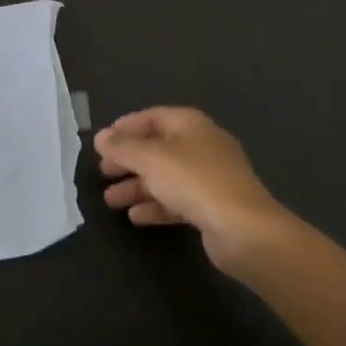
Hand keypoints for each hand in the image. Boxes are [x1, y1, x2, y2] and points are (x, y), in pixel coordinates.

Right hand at [95, 106, 295, 275]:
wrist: (243, 229)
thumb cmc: (194, 181)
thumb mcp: (151, 159)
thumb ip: (123, 147)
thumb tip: (101, 137)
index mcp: (190, 124)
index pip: (152, 117)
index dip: (125, 127)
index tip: (102, 142)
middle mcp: (201, 145)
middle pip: (158, 148)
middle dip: (128, 160)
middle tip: (103, 172)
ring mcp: (209, 177)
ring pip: (166, 177)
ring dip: (137, 187)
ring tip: (110, 201)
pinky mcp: (212, 206)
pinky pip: (177, 200)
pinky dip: (156, 205)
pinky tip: (135, 217)